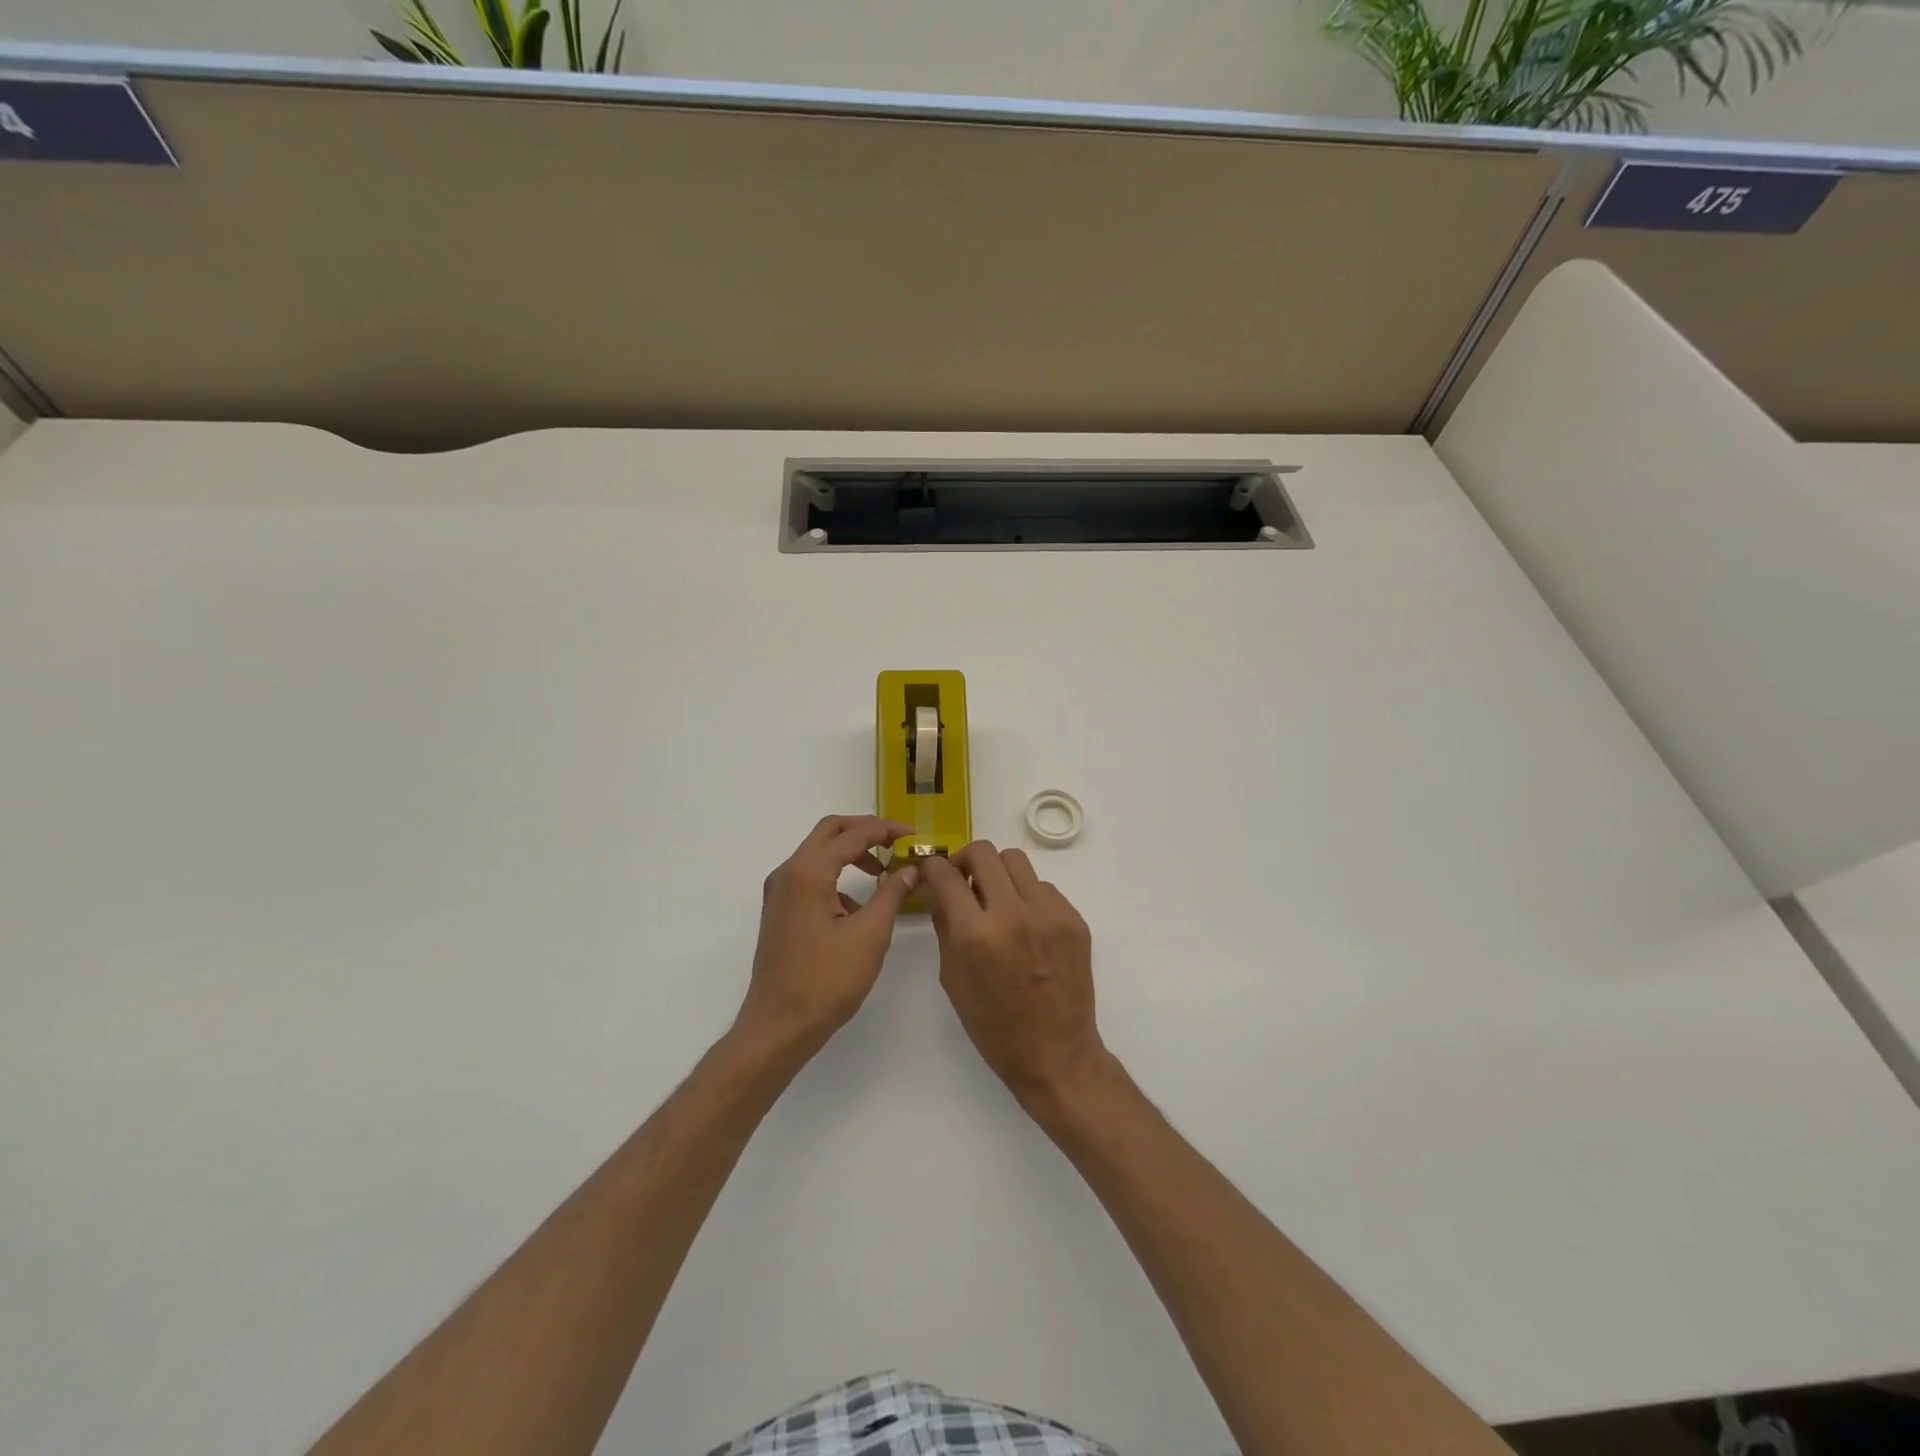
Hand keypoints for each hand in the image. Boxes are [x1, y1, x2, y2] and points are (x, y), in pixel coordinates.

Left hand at [736, 815, 920, 1060]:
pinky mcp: (779, 910)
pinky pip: (810, 877)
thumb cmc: (827, 980)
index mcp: (808, 873)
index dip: (885, 830)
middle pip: (829, 832)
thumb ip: (892, 894)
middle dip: (864, 830)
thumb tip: (910, 869)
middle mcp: (788, 873)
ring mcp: (779, 892)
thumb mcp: (870, 935)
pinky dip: (836, 877)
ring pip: (818, 853)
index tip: (912, 834)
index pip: (851, 835)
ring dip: (850, 853)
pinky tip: (858, 908)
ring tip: (883, 873)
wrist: (779, 1025)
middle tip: (895, 841)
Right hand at [921, 841, 1106, 1106]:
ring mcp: (1049, 913)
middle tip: (964, 880)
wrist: (1055, 1053)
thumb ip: (944, 925)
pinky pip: (1043, 888)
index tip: (933, 873)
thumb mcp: (953, 977)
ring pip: (1016, 861)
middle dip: (965, 860)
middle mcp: (1014, 913)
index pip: (947, 875)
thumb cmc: (993, 1026)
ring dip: (998, 873)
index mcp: (976, 934)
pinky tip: (1025, 924)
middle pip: (984, 853)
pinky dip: (1027, 896)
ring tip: (996, 899)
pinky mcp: (1074, 919)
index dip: (934, 868)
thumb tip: (938, 889)